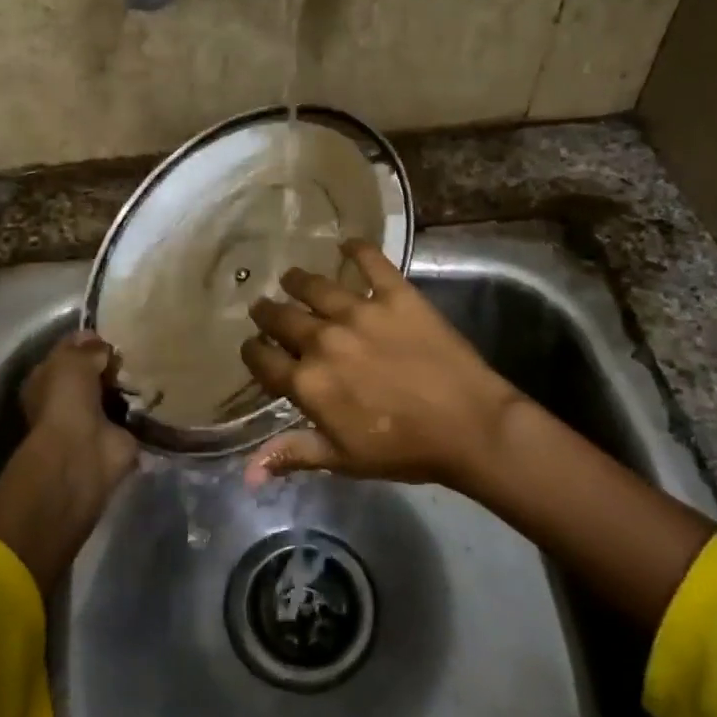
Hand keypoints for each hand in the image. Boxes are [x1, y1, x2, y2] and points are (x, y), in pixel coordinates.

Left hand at [0, 332, 136, 593]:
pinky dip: (146, 406)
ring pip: (115, 393)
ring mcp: (93, 420)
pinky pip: (135, 414)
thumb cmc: (66, 402)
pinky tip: (161, 390)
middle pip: (94, 374)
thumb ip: (88, 349)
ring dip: (131, 384)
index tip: (113, 333)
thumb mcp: (72, 361)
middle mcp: (67, 400)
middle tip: (137, 348)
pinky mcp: (118, 437)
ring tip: (154, 364)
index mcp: (46, 380)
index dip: (88, 342)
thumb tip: (103, 346)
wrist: (82, 454)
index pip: (68, 353)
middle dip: (113, 363)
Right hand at [240, 240, 526, 492]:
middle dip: (267, 313)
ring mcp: (361, 312)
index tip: (253, 348)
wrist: (468, 426)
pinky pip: (371, 262)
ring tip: (291, 276)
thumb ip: (293, 454)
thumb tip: (248, 474)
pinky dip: (357, 249)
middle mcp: (324, 340)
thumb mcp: (342, 459)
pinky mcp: (397, 295)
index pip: (263, 360)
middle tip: (264, 307)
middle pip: (282, 318)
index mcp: (308, 382)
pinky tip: (346, 243)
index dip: (252, 353)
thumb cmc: (403, 449)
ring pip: (315, 287)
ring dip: (297, 281)